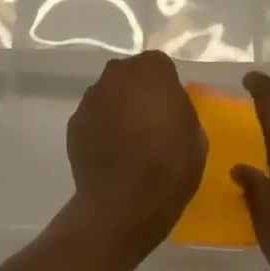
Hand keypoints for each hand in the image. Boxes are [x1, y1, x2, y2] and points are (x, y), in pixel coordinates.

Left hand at [66, 51, 206, 257]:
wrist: (124, 204)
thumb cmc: (170, 166)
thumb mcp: (196, 136)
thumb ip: (180, 110)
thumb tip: (168, 111)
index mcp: (151, 69)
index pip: (160, 66)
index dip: (165, 88)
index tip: (170, 110)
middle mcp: (117, 74)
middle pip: (130, 76)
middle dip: (138, 92)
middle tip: (149, 123)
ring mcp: (91, 97)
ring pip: (109, 95)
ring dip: (117, 110)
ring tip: (127, 143)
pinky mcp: (74, 122)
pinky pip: (93, 118)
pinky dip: (100, 129)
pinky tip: (109, 154)